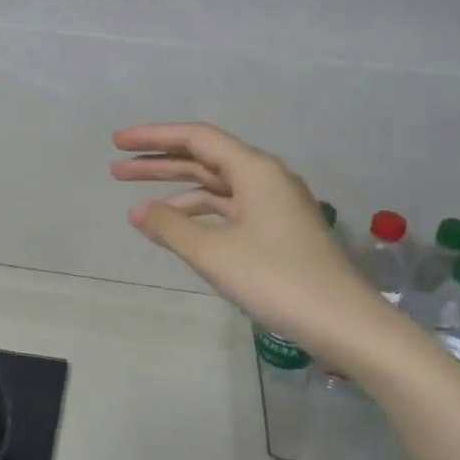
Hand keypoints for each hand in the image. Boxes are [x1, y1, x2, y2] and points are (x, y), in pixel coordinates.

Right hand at [111, 122, 385, 355]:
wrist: (344, 322)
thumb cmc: (275, 279)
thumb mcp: (214, 253)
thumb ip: (171, 227)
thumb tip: (138, 211)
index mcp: (254, 170)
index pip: (196, 138)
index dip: (154, 137)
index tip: (117, 142)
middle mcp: (267, 177)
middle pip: (205, 159)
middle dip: (160, 163)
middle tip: (116, 170)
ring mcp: (276, 204)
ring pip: (218, 187)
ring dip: (179, 191)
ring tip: (140, 204)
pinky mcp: (280, 230)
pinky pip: (231, 209)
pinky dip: (202, 214)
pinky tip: (181, 229)